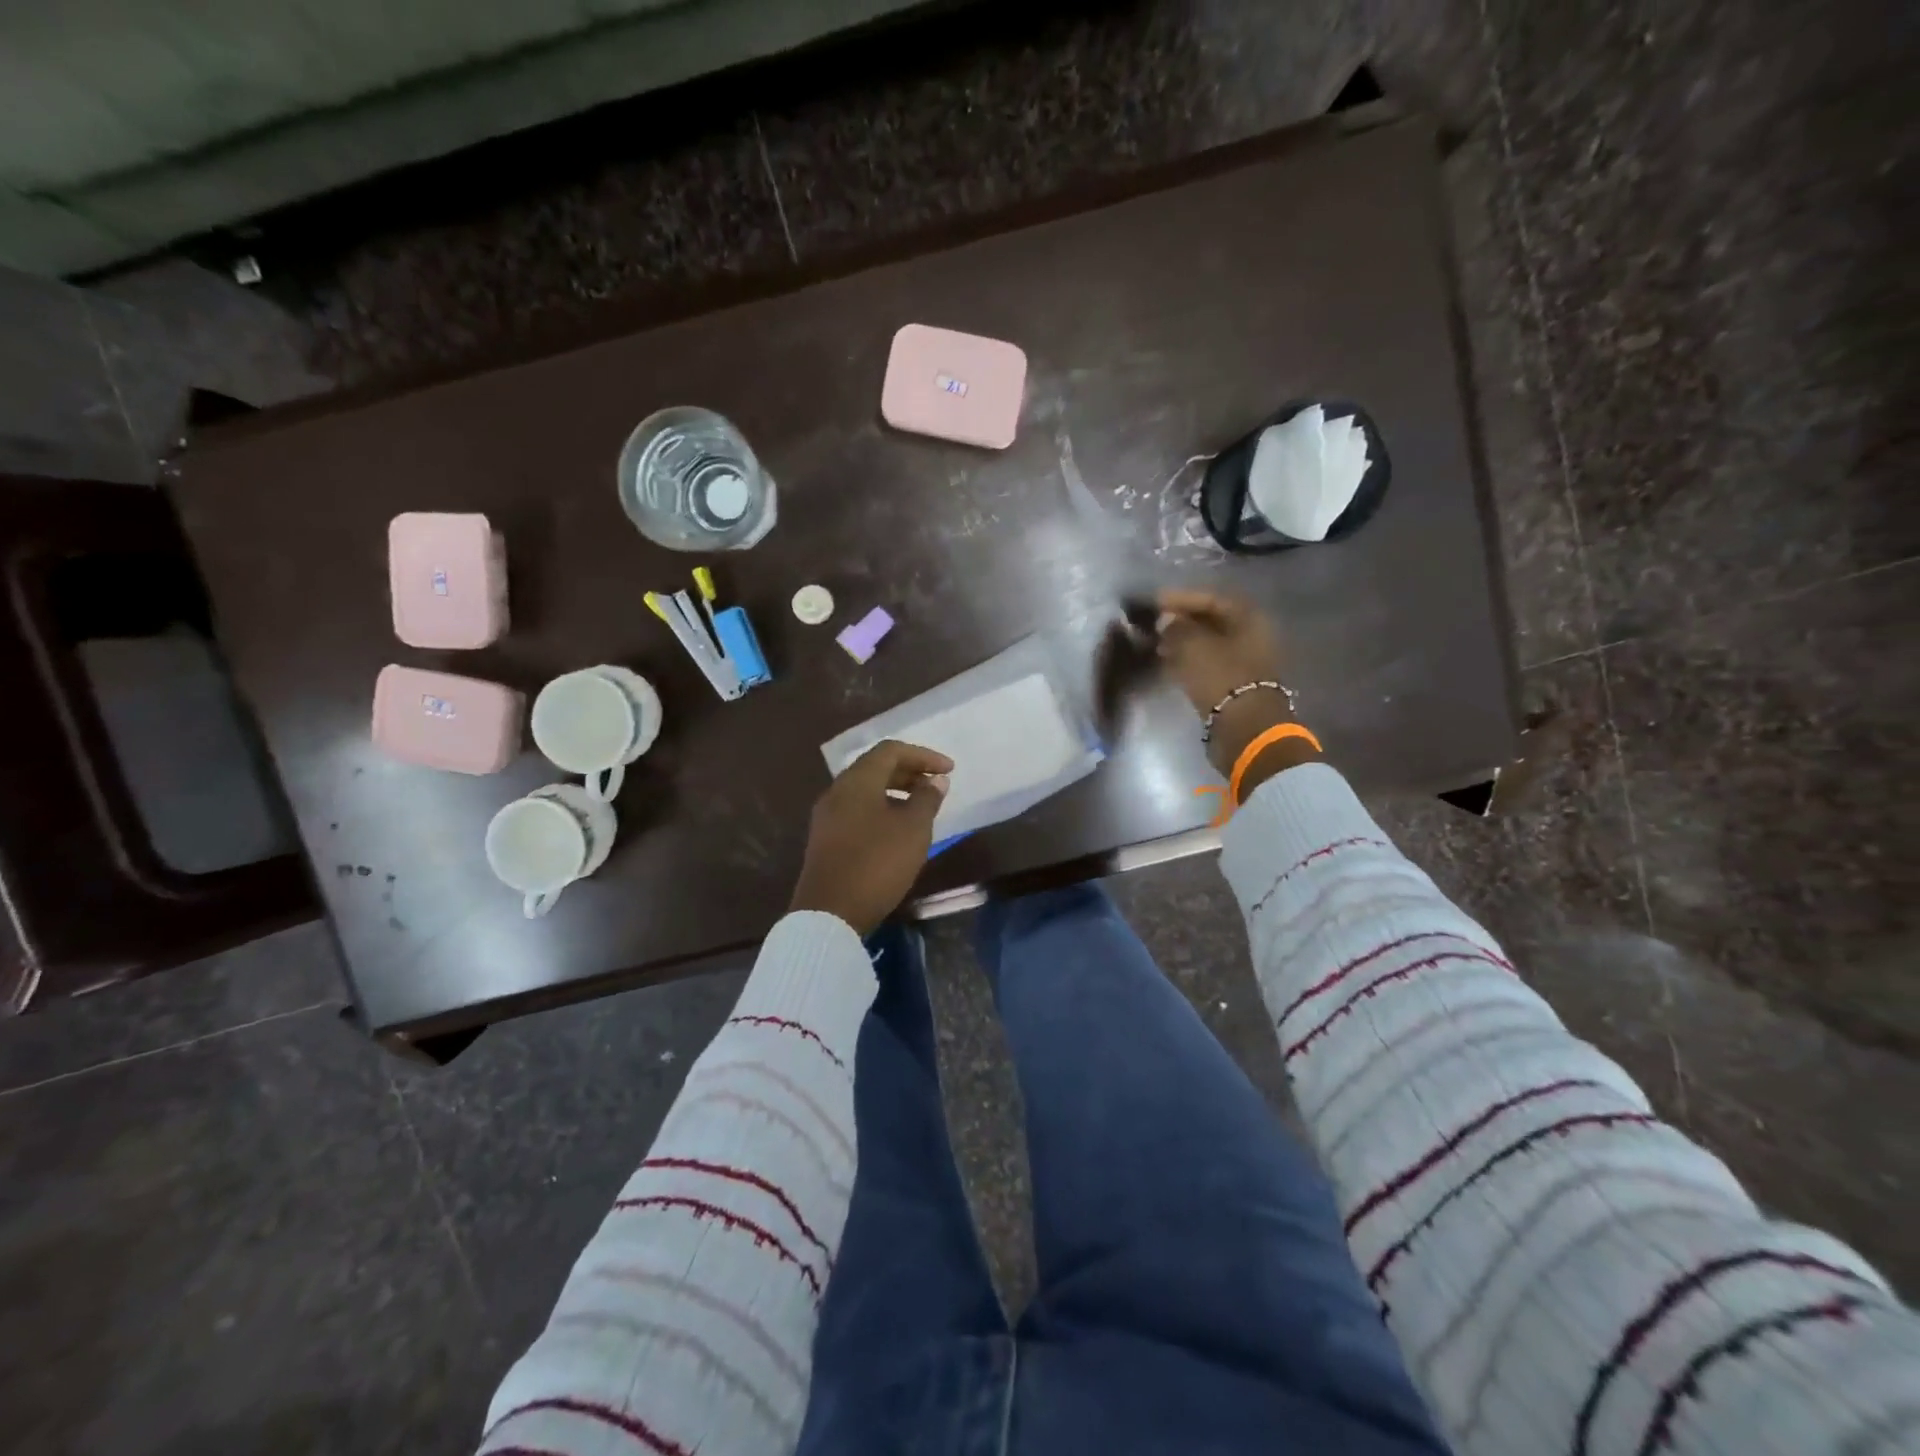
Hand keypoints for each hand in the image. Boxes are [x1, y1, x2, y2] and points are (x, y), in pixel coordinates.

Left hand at [789, 740, 953, 935]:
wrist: (829, 913)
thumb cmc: (877, 863)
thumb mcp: (913, 829)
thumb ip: (927, 799)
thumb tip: (935, 781)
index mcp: (857, 781)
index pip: (891, 751)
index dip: (923, 755)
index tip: (949, 770)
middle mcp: (837, 791)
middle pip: (875, 768)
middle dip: (909, 771)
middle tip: (936, 785)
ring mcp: (827, 816)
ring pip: (865, 790)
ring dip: (896, 791)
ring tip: (921, 806)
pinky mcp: (826, 839)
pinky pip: (857, 810)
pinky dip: (882, 808)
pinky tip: (898, 830)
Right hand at [1157, 589, 1317, 783]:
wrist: (1244, 729)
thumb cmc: (1221, 678)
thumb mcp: (1192, 646)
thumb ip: (1176, 627)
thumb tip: (1167, 620)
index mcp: (1248, 618)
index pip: (1211, 599)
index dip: (1181, 598)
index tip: (1155, 602)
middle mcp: (1251, 636)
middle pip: (1212, 621)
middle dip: (1182, 621)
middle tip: (1155, 624)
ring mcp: (1245, 662)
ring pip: (1209, 644)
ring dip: (1183, 642)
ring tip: (1157, 644)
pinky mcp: (1236, 685)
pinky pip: (1209, 664)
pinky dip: (1189, 661)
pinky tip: (1169, 664)